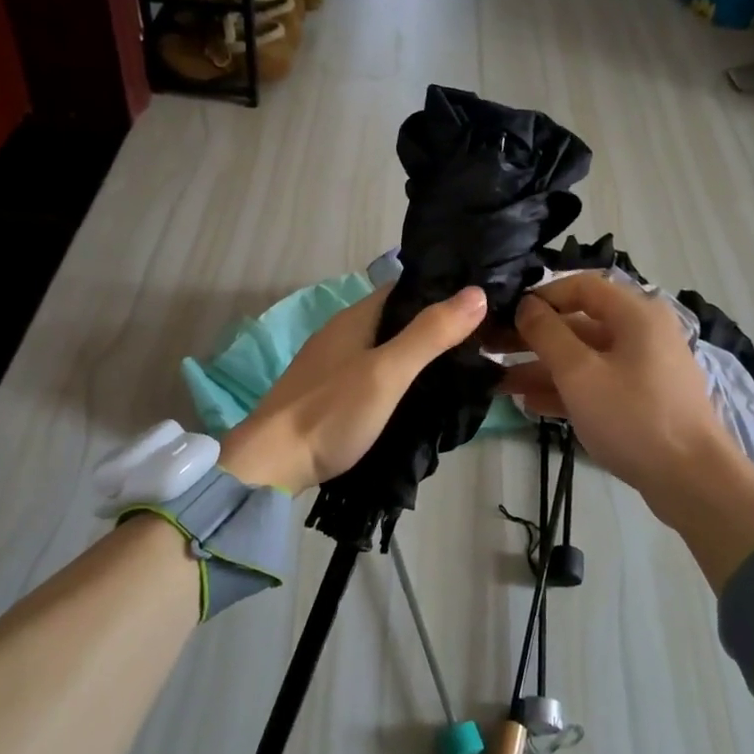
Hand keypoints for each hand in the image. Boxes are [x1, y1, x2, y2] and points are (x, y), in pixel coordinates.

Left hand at [218, 284, 488, 494]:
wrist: (270, 465)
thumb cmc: (330, 413)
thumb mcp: (387, 372)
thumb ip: (429, 334)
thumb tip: (476, 292)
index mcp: (355, 318)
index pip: (406, 289)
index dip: (442, 292)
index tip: (483, 304)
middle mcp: (343, 333)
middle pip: (397, 319)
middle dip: (435, 326)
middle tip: (482, 342)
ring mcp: (333, 364)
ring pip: (386, 347)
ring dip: (418, 353)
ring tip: (462, 368)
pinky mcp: (330, 393)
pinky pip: (374, 372)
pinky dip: (399, 377)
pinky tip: (419, 395)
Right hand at [505, 272, 753, 581]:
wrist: (693, 480)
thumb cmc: (633, 416)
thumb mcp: (579, 373)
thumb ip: (547, 334)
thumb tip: (526, 305)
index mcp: (635, 313)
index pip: (581, 286)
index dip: (541, 296)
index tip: (506, 314)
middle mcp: (642, 332)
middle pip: (579, 323)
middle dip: (534, 338)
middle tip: (491, 349)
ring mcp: (644, 368)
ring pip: (585, 357)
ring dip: (543, 368)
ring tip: (500, 383)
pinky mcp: (643, 399)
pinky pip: (598, 383)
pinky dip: (567, 389)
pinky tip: (530, 404)